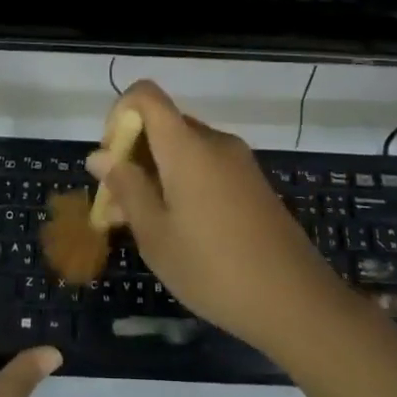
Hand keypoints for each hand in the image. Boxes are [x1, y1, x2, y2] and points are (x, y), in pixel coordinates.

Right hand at [87, 81, 342, 354]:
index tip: (110, 158)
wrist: (297, 302)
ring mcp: (238, 162)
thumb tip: (100, 155)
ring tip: (139, 225)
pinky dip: (181, 183)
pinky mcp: (252, 183)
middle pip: (162, 124)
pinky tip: (176, 229)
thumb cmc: (214, 268)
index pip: (145, 95)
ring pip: (182, 149)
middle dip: (132, 155)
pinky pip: (205, 166)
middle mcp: (214, 142)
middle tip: (116, 206)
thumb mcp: (156, 234)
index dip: (119, 114)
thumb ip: (126, 188)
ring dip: (154, 173)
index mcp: (187, 146)